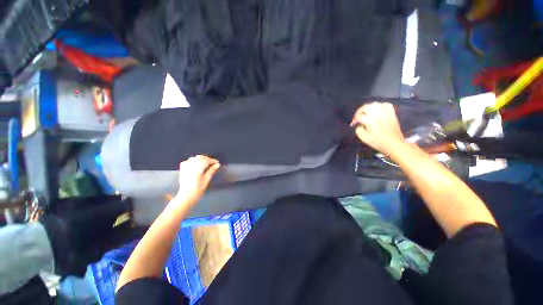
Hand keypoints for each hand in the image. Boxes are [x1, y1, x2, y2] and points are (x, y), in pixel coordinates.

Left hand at [171, 155, 219, 210]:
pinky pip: (186, 162)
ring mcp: (185, 168)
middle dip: (207, 158)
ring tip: (205, 163)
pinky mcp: (182, 170)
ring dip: (200, 159)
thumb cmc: (198, 190)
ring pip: (193, 158)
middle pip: (199, 157)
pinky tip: (194, 164)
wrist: (186, 196)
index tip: (217, 162)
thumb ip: (211, 171)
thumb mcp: (206, 180)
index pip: (206, 160)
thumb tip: (217, 165)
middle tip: (212, 163)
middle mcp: (191, 166)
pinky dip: (191, 161)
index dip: (212, 160)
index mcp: (198, 169)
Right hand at [351, 102, 404, 154]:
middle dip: (360, 111)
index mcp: (369, 120)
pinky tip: (378, 109)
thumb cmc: (378, 142)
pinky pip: (386, 105)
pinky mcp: (392, 114)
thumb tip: (359, 125)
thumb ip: (358, 130)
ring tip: (366, 112)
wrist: (394, 144)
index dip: (354, 120)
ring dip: (369, 107)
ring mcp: (385, 113)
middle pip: (366, 107)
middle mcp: (377, 114)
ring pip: (375, 104)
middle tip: (358, 117)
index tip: (353, 124)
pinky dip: (381, 105)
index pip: (359, 116)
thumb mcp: (364, 138)